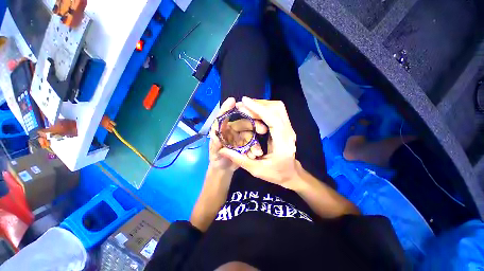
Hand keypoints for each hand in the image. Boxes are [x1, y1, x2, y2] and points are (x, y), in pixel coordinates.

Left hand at [208, 97, 267, 171]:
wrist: (224, 169)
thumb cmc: (217, 158)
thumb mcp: (214, 152)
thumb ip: (215, 144)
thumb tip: (216, 136)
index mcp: (223, 129)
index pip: (224, 117)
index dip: (227, 108)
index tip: (232, 101)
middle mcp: (233, 130)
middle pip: (244, 123)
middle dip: (254, 125)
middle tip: (263, 130)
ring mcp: (241, 137)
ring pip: (251, 134)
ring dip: (256, 141)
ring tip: (257, 151)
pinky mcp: (247, 144)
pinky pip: (253, 143)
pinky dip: (255, 148)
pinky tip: (256, 154)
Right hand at [220, 97, 301, 189]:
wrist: (291, 174)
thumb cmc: (276, 174)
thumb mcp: (256, 170)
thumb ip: (239, 159)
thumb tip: (222, 150)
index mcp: (283, 143)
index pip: (273, 119)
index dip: (258, 108)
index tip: (244, 101)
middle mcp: (288, 132)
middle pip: (277, 109)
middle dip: (259, 104)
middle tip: (242, 105)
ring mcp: (289, 128)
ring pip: (278, 108)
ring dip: (262, 105)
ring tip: (247, 107)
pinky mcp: (286, 127)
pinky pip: (277, 112)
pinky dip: (265, 109)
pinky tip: (255, 112)